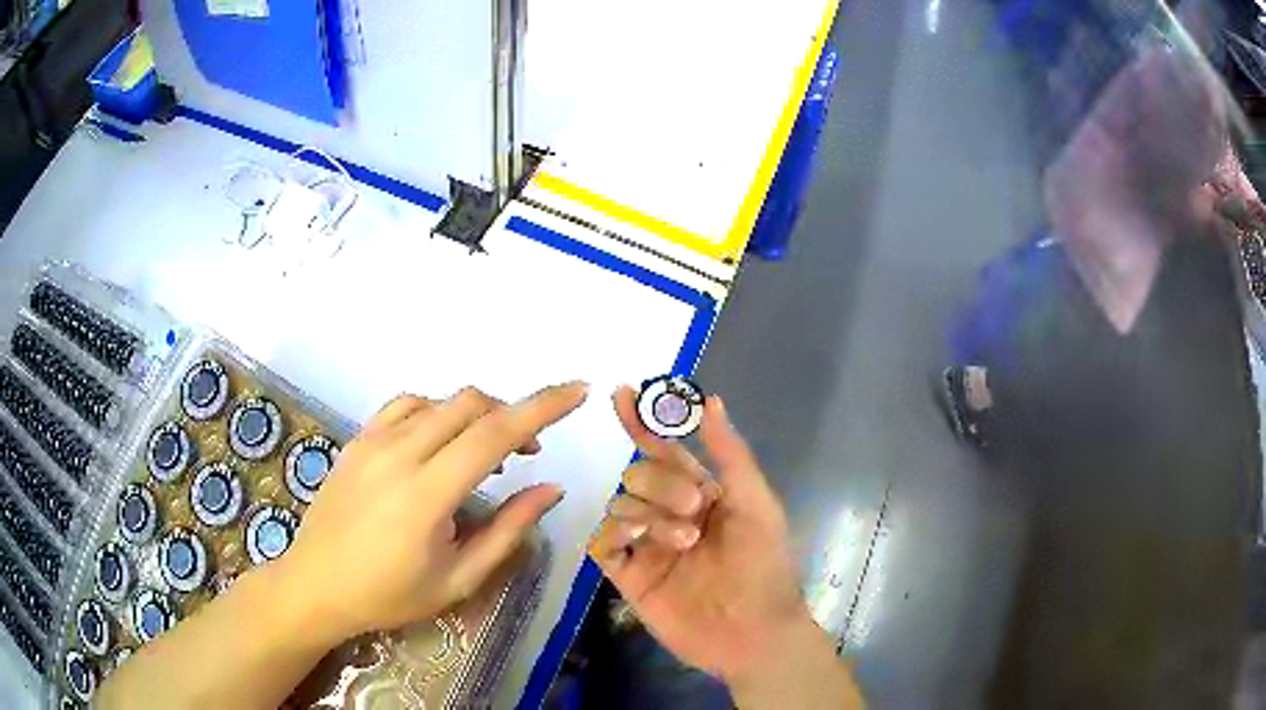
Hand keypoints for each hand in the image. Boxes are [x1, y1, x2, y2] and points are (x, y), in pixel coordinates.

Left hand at [275, 382, 587, 641]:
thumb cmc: (389, 594)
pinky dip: (438, 412)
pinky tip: (440, 441)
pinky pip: (407, 405)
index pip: (495, 434)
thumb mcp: (458, 578)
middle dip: (512, 416)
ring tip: (486, 452)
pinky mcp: (358, 439)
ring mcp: (373, 440)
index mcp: (427, 493)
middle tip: (528, 456)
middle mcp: (399, 453)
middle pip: (471, 405)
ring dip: (476, 414)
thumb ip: (508, 531)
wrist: (316, 585)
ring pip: (440, 400)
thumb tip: (551, 490)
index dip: (543, 408)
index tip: (578, 391)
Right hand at [590, 386, 810, 685]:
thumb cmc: (763, 566)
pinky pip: (602, 542)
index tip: (622, 394)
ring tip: (685, 542)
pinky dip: (614, 534)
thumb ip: (729, 453)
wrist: (752, 632)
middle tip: (695, 508)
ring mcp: (647, 546)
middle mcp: (669, 514)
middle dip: (661, 483)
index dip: (643, 422)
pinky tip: (636, 542)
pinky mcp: (629, 576)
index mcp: (702, 494)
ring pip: (619, 505)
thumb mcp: (755, 503)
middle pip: (638, 475)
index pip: (663, 450)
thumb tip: (711, 399)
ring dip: (648, 514)